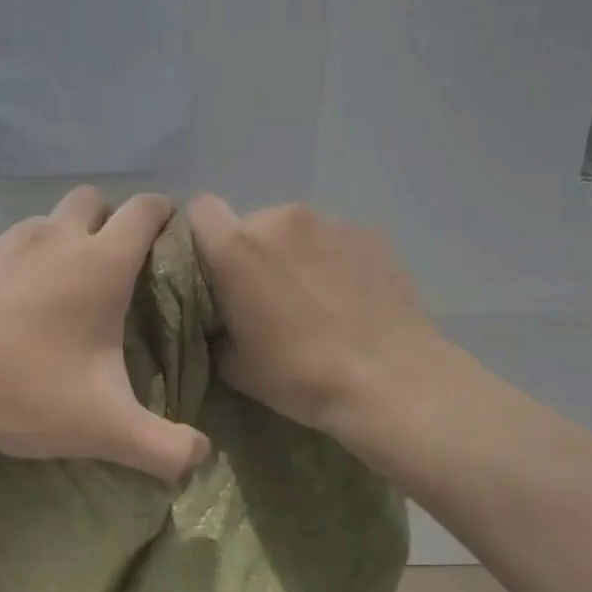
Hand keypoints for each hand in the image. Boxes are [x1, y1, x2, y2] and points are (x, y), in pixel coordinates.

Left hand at [0, 186, 209, 481]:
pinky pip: (5, 246)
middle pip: (92, 199)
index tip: (168, 236)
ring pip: (46, 220)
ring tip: (58, 290)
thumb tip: (201, 459)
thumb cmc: (24, 391)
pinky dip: (19, 262)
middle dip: (109, 220)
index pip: (145, 210)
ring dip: (62, 239)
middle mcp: (55, 238)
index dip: (163, 214)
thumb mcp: (104, 427)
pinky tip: (8, 307)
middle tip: (111, 268)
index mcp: (99, 264)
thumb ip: (163, 447)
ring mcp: (5, 243)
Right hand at [187, 194, 450, 441]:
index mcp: (237, 248)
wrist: (390, 382)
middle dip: (254, 252)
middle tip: (270, 296)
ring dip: (296, 254)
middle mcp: (280, 219)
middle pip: (252, 224)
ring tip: (317, 297)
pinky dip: (335, 260)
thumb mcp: (234, 365)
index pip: (201, 209)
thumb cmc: (299, 376)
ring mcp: (331, 222)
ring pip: (296, 230)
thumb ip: (216, 325)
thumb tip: (222, 317)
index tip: (214, 268)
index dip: (203, 235)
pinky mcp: (371, 233)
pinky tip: (352, 298)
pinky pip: (337, 239)